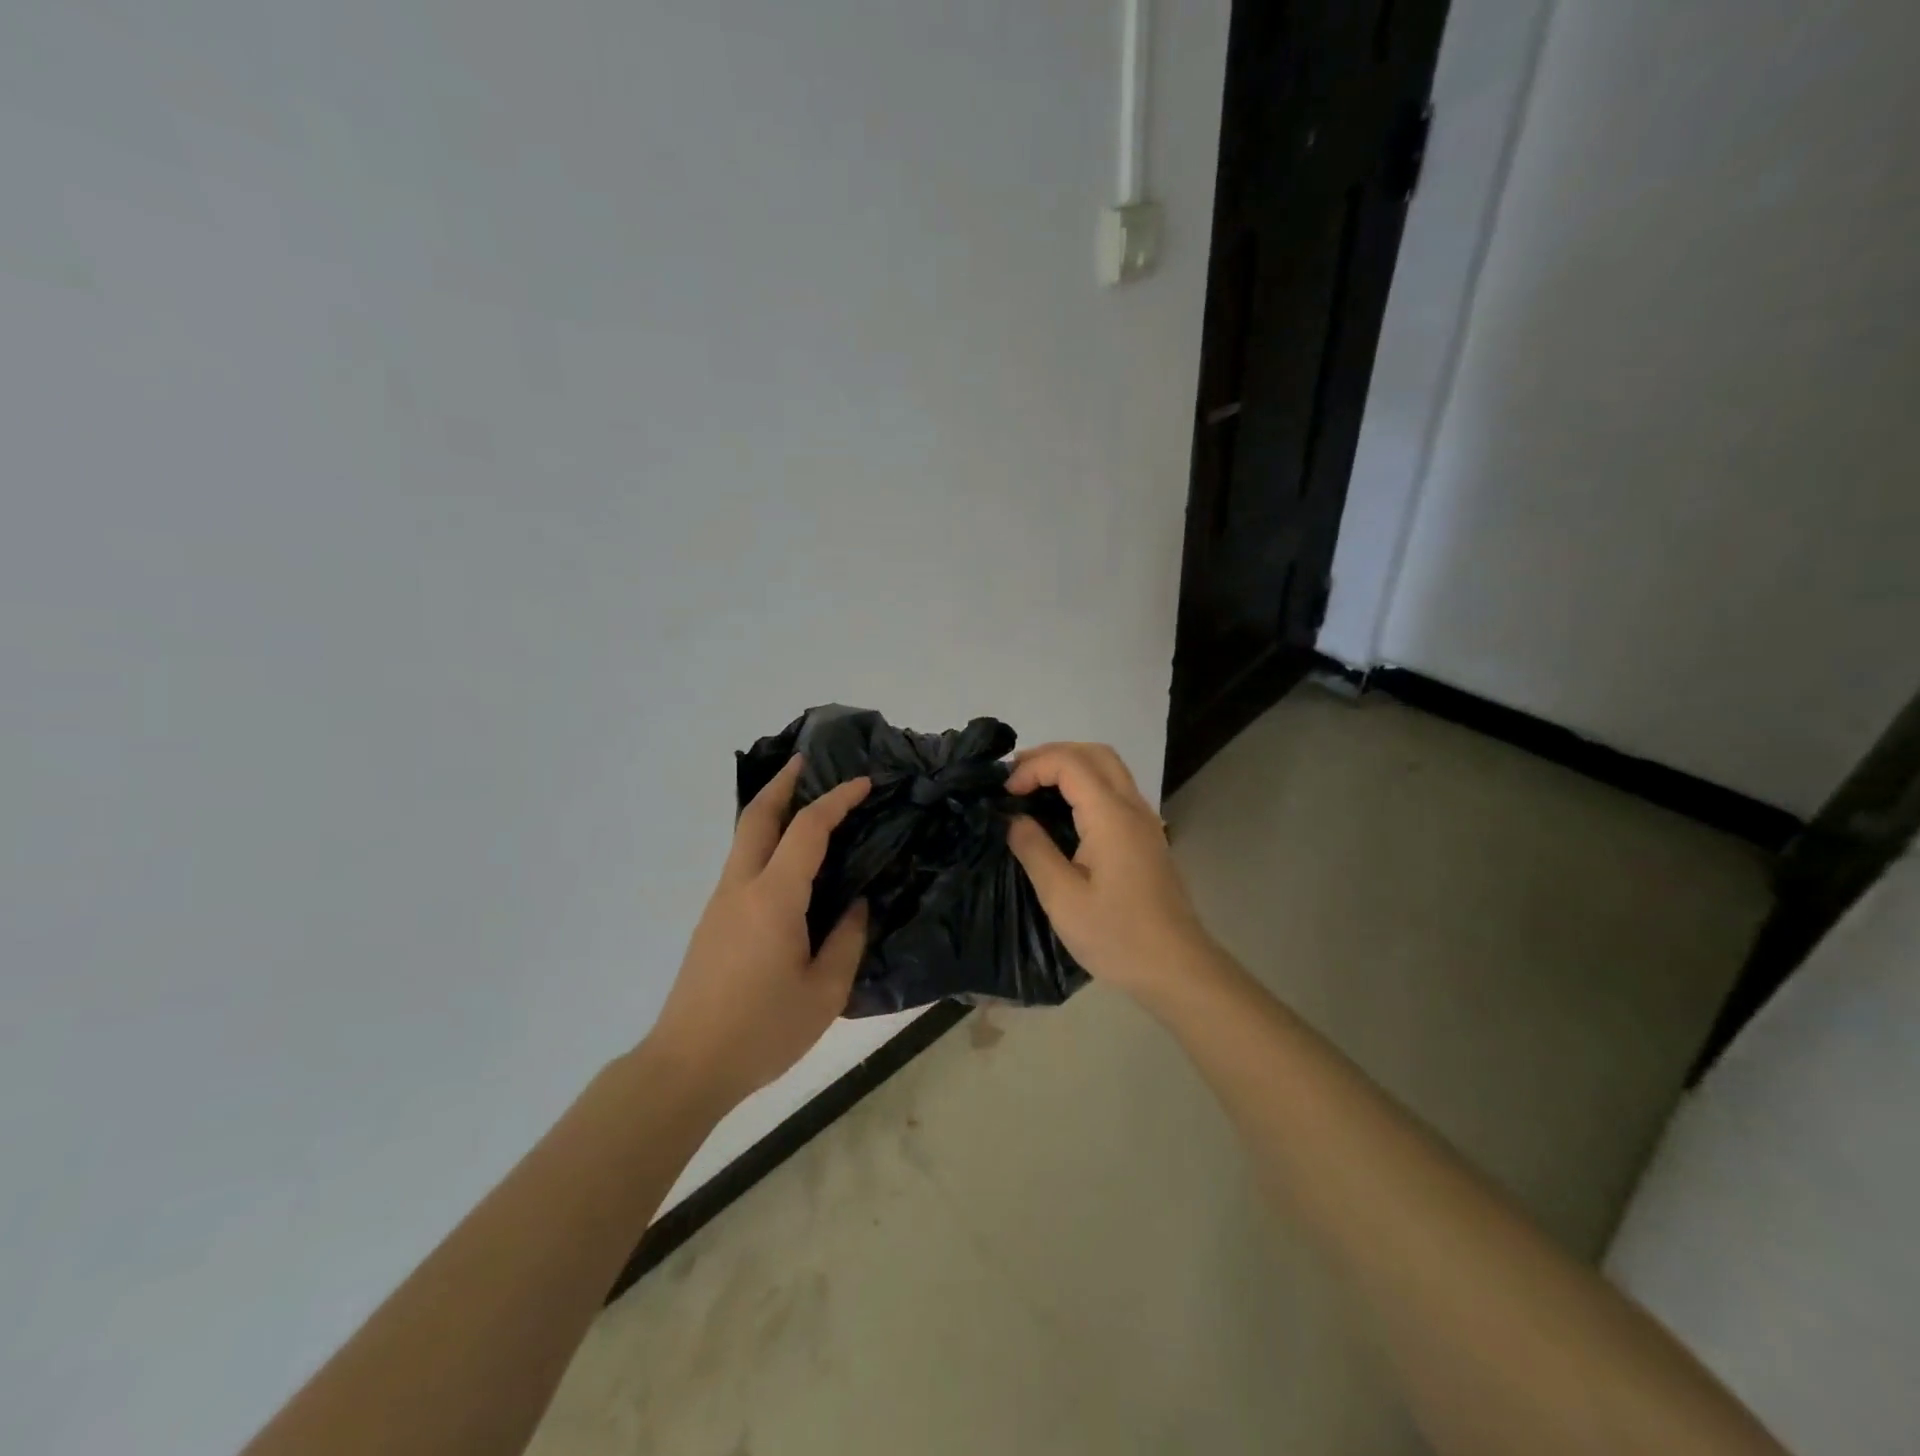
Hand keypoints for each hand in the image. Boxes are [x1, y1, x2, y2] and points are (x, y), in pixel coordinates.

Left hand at [644, 756, 871, 1113]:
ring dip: (771, 810)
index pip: (808, 829)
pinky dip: (765, 842)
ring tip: (804, 805)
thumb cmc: (762, 1030)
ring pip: (745, 838)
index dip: (837, 799)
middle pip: (757, 816)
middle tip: (808, 762)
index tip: (864, 783)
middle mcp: (741, 887)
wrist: (686, 1066)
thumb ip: (847, 940)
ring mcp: (720, 903)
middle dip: (783, 782)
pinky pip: (743, 864)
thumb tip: (855, 905)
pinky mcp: (712, 922)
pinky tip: (787, 862)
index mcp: (774, 898)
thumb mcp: (825, 992)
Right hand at [1004, 742, 1217, 1008]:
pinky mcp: (1146, 837)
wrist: (1176, 968)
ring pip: (1108, 768)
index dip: (1032, 767)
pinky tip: (1062, 811)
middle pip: (1094, 752)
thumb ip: (1034, 850)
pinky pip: (1114, 790)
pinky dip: (1084, 784)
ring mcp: (1144, 820)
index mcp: (1111, 816)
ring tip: (1033, 788)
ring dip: (1069, 766)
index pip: (1069, 763)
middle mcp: (1132, 807)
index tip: (1005, 795)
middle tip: (1016, 778)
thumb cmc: (1117, 936)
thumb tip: (1014, 819)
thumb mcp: (1062, 898)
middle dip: (1051, 755)